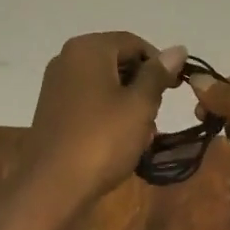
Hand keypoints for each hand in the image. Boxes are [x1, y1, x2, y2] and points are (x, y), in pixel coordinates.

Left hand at [17, 32, 184, 218]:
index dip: (159, 64)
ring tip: (141, 135)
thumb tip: (177, 49)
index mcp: (88, 48)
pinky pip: (89, 99)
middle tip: (156, 115)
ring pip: (105, 83)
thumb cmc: (101, 140)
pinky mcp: (53, 108)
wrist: (51, 187)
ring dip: (127, 103)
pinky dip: (107, 113)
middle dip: (142, 86)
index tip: (175, 89)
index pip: (133, 43)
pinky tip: (119, 140)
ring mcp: (57, 83)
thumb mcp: (139, 105)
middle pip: (117, 60)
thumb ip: (157, 74)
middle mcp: (68, 58)